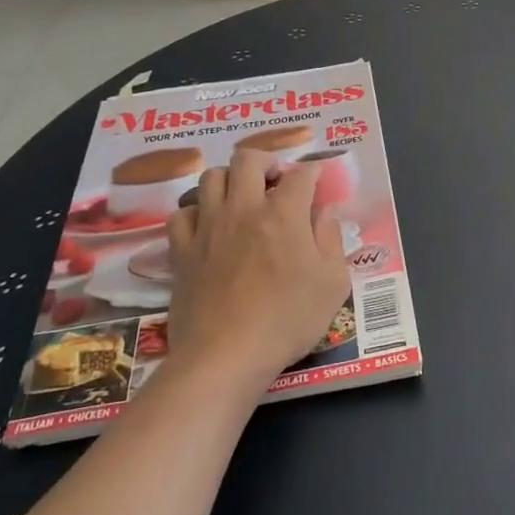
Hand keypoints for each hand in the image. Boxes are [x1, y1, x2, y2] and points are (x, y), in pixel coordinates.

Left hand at [164, 150, 349, 388]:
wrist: (226, 355)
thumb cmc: (287, 320)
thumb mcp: (332, 284)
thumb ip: (331, 241)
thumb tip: (324, 212)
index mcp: (283, 213)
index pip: (300, 174)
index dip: (311, 173)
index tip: (315, 182)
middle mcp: (243, 208)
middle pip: (248, 159)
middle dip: (265, 162)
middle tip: (275, 183)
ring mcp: (208, 227)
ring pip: (210, 177)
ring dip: (229, 180)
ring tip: (240, 199)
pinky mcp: (182, 250)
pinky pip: (181, 214)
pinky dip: (195, 213)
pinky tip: (206, 227)